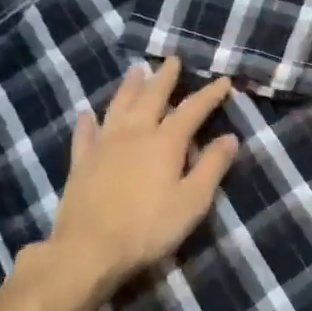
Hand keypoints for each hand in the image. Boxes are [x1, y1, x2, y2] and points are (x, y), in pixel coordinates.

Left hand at [42, 59, 238, 301]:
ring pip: (118, 106)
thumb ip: (212, 167)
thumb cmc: (149, 227)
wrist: (89, 250)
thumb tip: (230, 138)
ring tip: (136, 71)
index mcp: (165, 142)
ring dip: (129, 87)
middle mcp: (134, 133)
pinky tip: (87, 114)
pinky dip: (88, 121)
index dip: (209, 95)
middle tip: (172, 60)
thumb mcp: (193, 201)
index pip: (192, 110)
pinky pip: (85, 134)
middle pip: (151, 97)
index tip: (223, 80)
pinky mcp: (81, 162)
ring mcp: (104, 145)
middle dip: (165, 78)